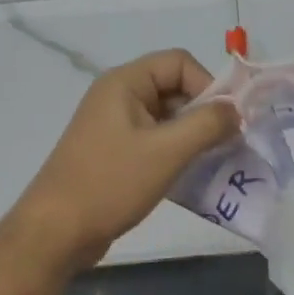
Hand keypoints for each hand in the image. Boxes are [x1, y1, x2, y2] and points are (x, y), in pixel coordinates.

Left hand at [13, 49, 239, 269]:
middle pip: (175, 88)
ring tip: (213, 163)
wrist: (57, 232)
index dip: (208, 85)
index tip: (226, 121)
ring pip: (167, 118)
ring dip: (194, 137)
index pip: (179, 62)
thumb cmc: (111, 183)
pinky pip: (156, 142)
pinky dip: (177, 154)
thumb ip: (208, 124)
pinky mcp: (115, 154)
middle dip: (204, 113)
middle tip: (227, 145)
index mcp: (124, 83)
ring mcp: (114, 127)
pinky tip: (191, 177)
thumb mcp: (167, 151)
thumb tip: (236, 111)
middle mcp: (118, 97)